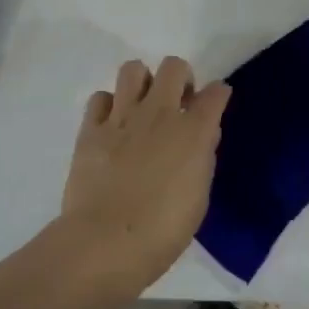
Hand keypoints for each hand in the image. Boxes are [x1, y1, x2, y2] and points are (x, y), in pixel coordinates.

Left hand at [60, 56, 230, 287]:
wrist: (106, 242)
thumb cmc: (163, 231)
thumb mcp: (199, 198)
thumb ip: (203, 159)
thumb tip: (203, 136)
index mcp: (193, 132)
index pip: (215, 93)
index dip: (218, 94)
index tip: (215, 102)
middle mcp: (159, 113)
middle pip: (174, 66)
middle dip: (181, 78)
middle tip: (178, 103)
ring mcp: (122, 117)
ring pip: (133, 69)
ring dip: (142, 82)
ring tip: (142, 106)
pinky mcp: (90, 128)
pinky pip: (100, 98)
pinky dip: (108, 106)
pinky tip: (112, 126)